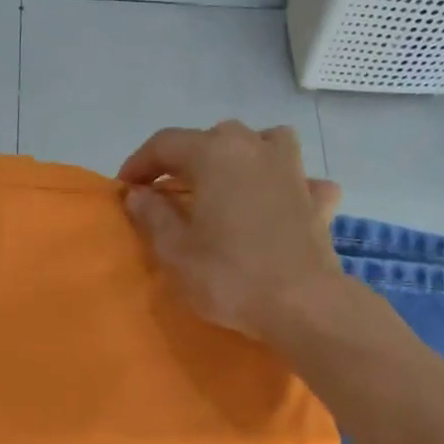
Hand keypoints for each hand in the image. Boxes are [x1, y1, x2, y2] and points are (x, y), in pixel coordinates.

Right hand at [120, 122, 344, 342]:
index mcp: (215, 154)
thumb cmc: (229, 277)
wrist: (302, 304)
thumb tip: (138, 194)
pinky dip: (284, 186)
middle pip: (213, 139)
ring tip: (228, 185)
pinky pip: (298, 180)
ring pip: (263, 144)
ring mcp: (293, 170)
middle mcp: (255, 147)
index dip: (139, 163)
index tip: (125, 189)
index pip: (165, 144)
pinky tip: (279, 204)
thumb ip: (153, 216)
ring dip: (241, 158)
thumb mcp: (175, 252)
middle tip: (169, 193)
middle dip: (186, 161)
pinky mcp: (318, 198)